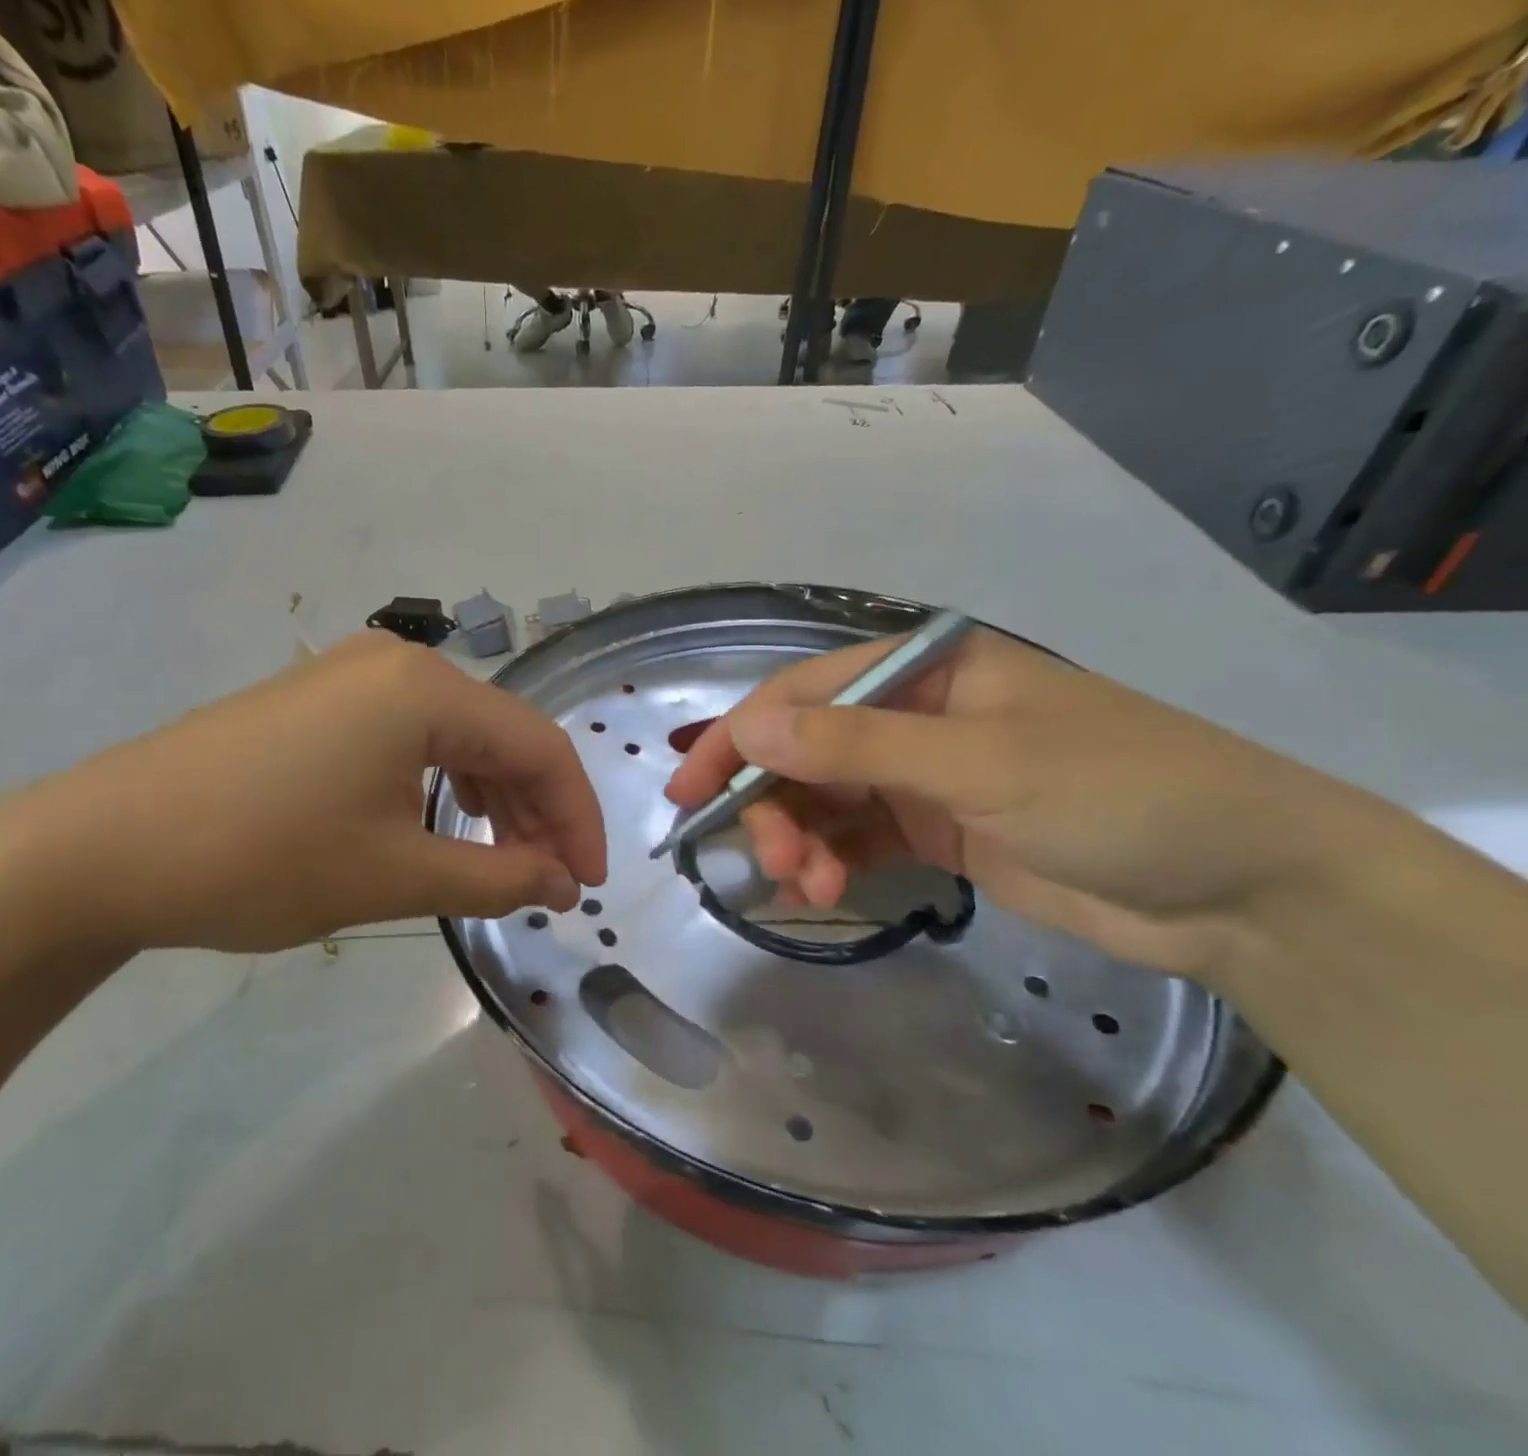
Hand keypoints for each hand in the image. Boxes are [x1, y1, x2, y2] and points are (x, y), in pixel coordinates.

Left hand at [0, 632, 606, 954]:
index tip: (586, 884)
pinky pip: (412, 736)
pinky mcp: (322, 700)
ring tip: (504, 863)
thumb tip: (562, 882)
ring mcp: (354, 676)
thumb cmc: (259, 858)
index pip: (539, 747)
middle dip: (537, 811)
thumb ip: (496, 877)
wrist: (99, 848)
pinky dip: (443, 784)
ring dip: (492, 800)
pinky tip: (443, 825)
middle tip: (549, 883)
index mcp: (426, 689)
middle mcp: (398, 663)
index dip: (577, 817)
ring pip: (458, 737)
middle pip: (502, 736)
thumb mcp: (393, 876)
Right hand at [664, 627, 1375, 983]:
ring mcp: (921, 775)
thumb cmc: (1118, 795)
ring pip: (823, 800)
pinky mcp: (934, 831)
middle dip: (774, 806)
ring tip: (808, 890)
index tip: (690, 795)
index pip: (802, 694)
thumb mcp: (979, 764)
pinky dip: (829, 862)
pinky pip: (854, 838)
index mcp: (924, 671)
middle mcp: (912, 715)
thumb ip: (857, 748)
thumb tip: (749, 730)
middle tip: (774, 866)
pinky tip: (824, 891)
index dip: (739, 739)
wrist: (1243, 891)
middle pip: (804, 753)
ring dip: (800, 842)